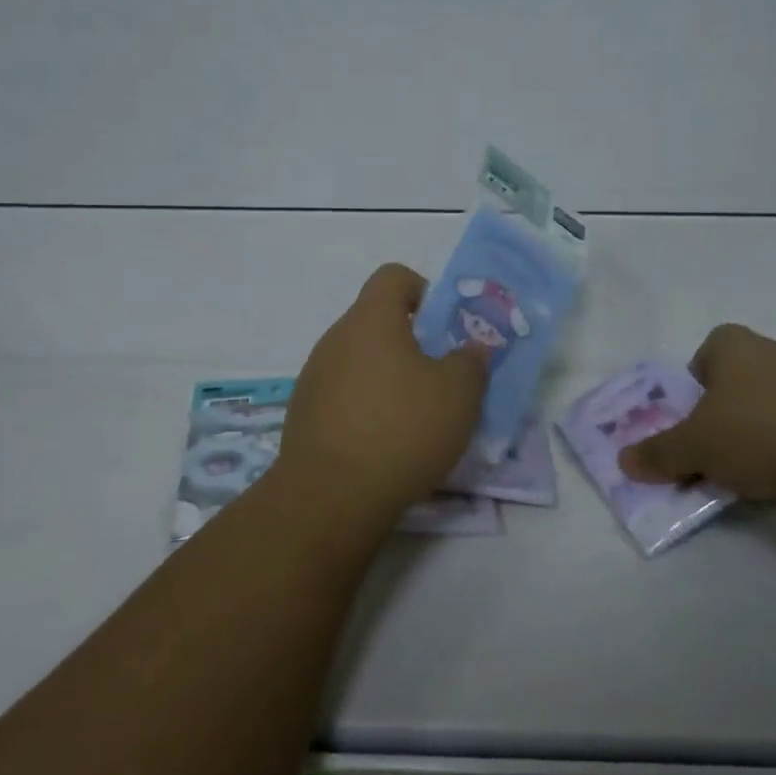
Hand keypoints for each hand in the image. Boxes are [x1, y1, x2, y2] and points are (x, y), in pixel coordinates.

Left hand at [276, 264, 487, 526]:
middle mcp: (336, 338)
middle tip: (438, 376)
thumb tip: (471, 349)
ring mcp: (314, 376)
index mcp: (371, 319)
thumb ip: (471, 361)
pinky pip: (342, 393)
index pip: (394, 276)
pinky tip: (383, 443)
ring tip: (413, 416)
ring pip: (360, 359)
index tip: (442, 327)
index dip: (423, 290)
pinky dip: (365, 405)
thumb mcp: (459, 394)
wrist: (330, 498)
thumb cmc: (401, 430)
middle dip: (411, 341)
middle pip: (376, 320)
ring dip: (387, 376)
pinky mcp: (303, 414)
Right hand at [618, 324, 775, 528]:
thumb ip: (658, 452)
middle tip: (699, 452)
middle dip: (714, 420)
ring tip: (729, 478)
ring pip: (760, 416)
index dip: (692, 383)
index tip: (687, 416)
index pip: (706, 352)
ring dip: (744, 444)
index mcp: (735, 346)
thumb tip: (624, 461)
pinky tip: (766, 487)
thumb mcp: (693, 445)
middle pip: (731, 388)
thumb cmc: (756, 432)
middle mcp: (772, 359)